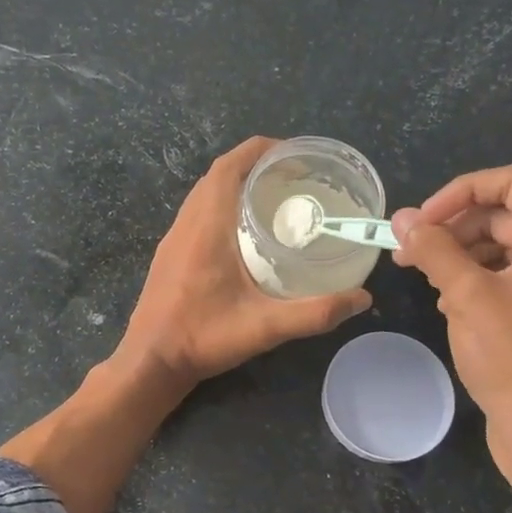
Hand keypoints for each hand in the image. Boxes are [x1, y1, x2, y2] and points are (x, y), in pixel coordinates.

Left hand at [120, 137, 370, 385]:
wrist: (150, 362)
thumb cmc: (203, 338)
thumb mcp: (265, 327)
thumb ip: (314, 313)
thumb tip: (362, 299)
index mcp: (206, 227)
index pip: (228, 167)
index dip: (260, 151)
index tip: (295, 154)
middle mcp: (186, 224)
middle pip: (218, 175)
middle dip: (255, 165)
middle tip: (294, 177)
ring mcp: (173, 239)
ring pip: (205, 194)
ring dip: (236, 185)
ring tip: (275, 198)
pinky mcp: (170, 254)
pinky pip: (197, 212)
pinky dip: (222, 205)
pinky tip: (245, 232)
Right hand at [392, 165, 511, 512]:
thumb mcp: (467, 295)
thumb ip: (433, 248)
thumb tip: (400, 218)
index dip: (460, 192)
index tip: (421, 220)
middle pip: (502, 214)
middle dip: (452, 227)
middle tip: (408, 251)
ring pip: (499, 244)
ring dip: (457, 253)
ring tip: (423, 276)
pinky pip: (503, 273)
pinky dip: (471, 278)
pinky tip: (446, 300)